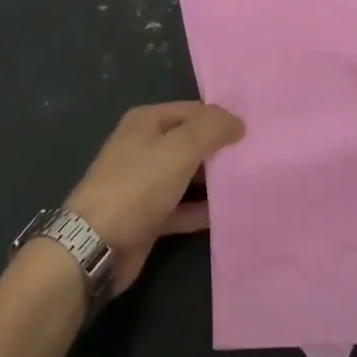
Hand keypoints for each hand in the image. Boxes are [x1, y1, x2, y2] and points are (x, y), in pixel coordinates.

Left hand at [64, 102, 245, 293]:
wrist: (96, 245)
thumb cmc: (137, 187)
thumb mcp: (178, 149)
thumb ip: (210, 129)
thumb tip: (237, 120)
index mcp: (147, 122)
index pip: (193, 111)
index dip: (222, 120)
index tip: (255, 133)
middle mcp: (145, 147)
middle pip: (191, 142)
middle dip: (221, 150)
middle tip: (260, 159)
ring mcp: (145, 183)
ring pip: (188, 176)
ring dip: (214, 182)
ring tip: (252, 184)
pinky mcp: (149, 216)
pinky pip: (183, 207)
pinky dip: (202, 210)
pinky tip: (230, 214)